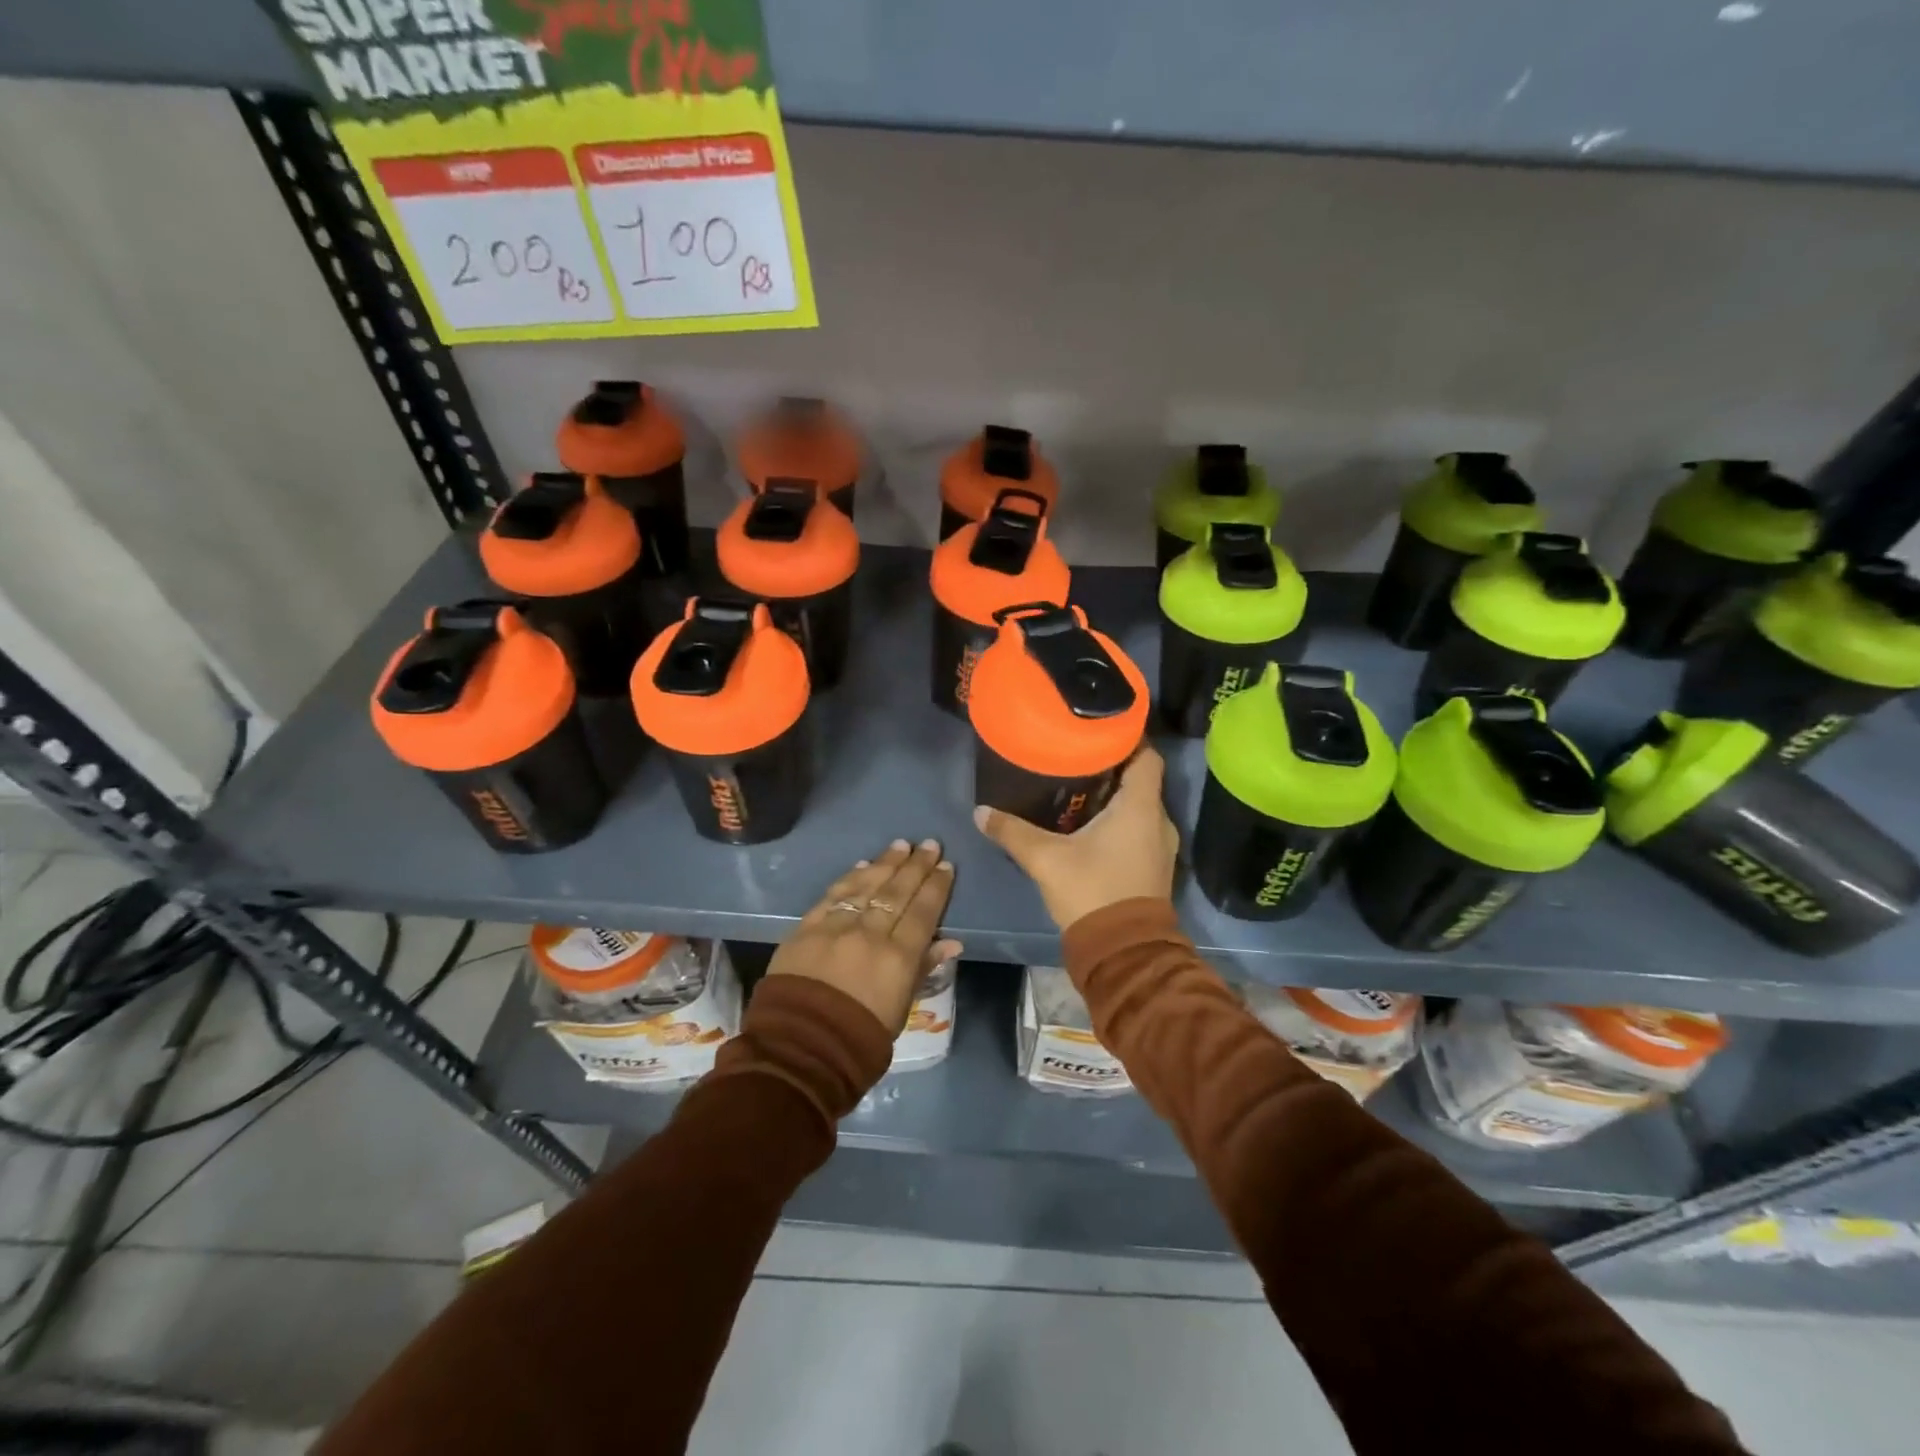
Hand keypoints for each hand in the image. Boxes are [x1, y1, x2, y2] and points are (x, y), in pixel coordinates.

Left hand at [768, 839, 961, 1035]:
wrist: (799, 1049)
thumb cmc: (859, 1038)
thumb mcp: (901, 1008)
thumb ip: (923, 968)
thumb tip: (952, 942)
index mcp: (898, 957)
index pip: (923, 912)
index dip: (936, 887)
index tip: (946, 866)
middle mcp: (870, 933)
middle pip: (898, 892)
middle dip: (916, 866)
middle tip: (929, 844)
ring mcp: (836, 927)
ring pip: (866, 886)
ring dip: (886, 863)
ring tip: (901, 845)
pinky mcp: (806, 928)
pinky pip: (833, 895)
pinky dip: (849, 877)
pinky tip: (862, 865)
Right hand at [974, 746, 1177, 931]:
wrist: (1123, 952)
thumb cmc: (1092, 892)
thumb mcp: (1046, 859)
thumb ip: (1013, 831)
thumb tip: (981, 811)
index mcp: (1140, 807)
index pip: (1147, 755)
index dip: (1128, 738)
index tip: (1099, 728)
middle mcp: (1158, 820)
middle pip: (1140, 778)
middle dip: (1111, 765)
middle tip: (1076, 754)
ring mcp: (1159, 845)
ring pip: (1139, 806)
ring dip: (1113, 795)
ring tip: (1077, 785)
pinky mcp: (1153, 866)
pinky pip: (1138, 828)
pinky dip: (1118, 819)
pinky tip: (1087, 823)